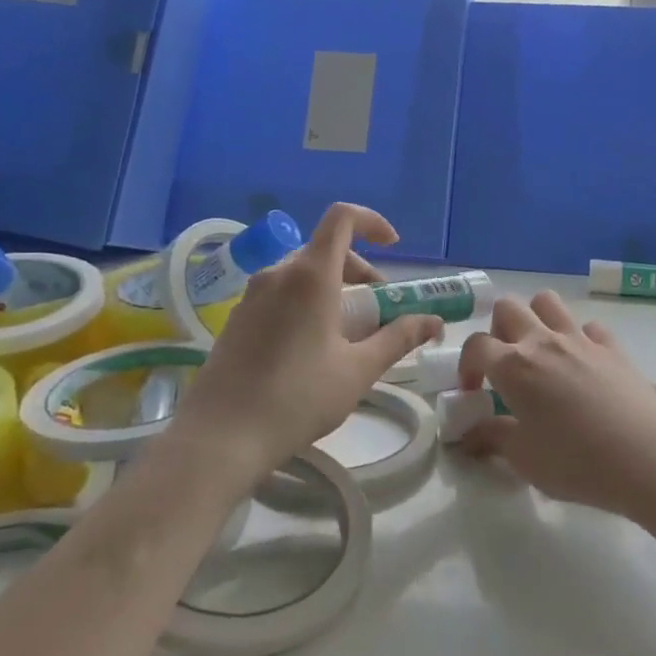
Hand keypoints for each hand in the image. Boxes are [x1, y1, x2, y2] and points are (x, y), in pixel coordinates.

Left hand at [175, 204, 443, 483]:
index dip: (372, 222)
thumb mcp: (359, 369)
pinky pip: (280, 294)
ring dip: (334, 289)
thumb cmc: (298, 398)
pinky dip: (306, 304)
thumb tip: (434, 322)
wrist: (221, 437)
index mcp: (311, 275)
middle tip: (378, 312)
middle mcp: (278, 274)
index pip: (342, 218)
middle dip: (360, 271)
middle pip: (326, 250)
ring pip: (302, 274)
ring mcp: (252, 295)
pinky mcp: (237, 319)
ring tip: (348, 336)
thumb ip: (399, 338)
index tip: (394, 247)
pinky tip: (311, 350)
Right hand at [457, 291, 655, 524]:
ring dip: (535, 318)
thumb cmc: (576, 462)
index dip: (467, 366)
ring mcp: (581, 339)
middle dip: (497, 330)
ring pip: (547, 302)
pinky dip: (579, 338)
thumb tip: (470, 432)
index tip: (473, 392)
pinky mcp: (613, 346)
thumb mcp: (524, 459)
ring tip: (539, 353)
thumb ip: (492, 438)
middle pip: (508, 308)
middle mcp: (543, 342)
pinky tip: (583, 364)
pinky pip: (588, 327)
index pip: (476, 346)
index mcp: (514, 366)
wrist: (646, 458)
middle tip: (505, 365)